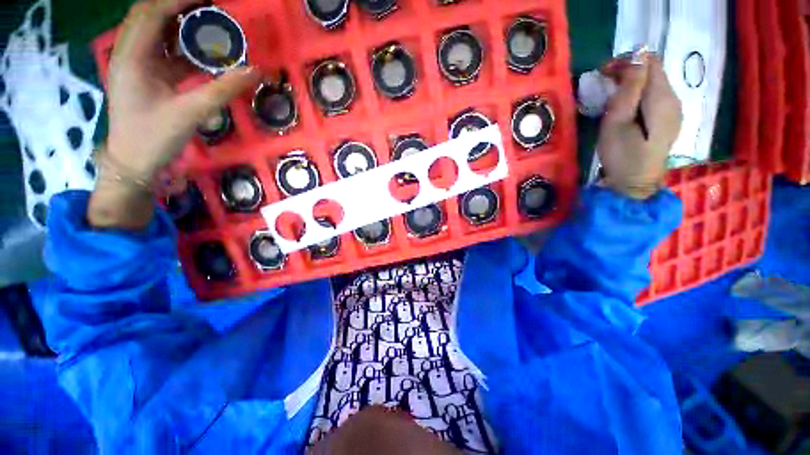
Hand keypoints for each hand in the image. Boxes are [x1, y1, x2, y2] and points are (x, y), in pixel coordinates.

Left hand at [89, 0, 259, 228]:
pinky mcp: (145, 76)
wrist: (134, 162)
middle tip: (209, 7)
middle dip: (178, 6)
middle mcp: (129, 53)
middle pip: (150, 15)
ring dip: (180, 24)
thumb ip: (224, 90)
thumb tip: (255, 71)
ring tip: (208, 23)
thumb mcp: (191, 112)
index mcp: (132, 57)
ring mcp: (136, 64)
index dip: (178, 0)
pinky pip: (163, 51)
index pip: (152, 13)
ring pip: (155, 31)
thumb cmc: (154, 137)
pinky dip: (181, 46)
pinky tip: (201, 51)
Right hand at [596, 55, 681, 199]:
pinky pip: (655, 98)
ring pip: (654, 84)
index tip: (604, 73)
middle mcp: (674, 99)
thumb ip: (629, 89)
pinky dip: (639, 95)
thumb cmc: (622, 155)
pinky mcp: (669, 121)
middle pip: (654, 71)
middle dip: (628, 71)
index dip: (627, 61)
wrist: (635, 185)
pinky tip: (626, 108)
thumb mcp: (618, 122)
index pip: (650, 62)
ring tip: (611, 95)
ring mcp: (674, 111)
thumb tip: (636, 58)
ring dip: (633, 83)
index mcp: (662, 98)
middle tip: (603, 83)